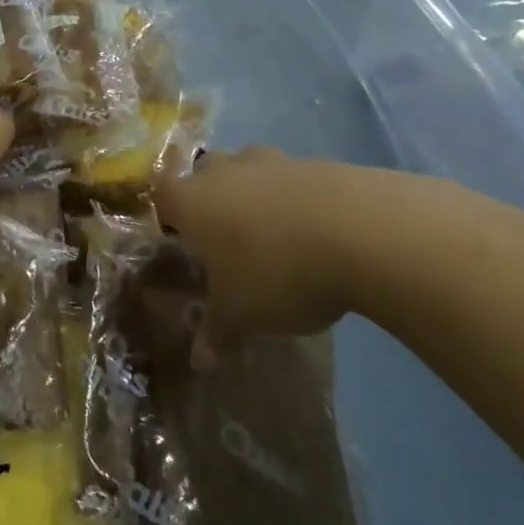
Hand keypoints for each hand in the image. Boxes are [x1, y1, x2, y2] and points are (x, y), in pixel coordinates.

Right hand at [157, 149, 480, 369]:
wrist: (361, 231)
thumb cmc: (276, 271)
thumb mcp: (240, 314)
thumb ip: (216, 333)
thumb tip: (199, 363)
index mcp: (191, 200)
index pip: (161, 197)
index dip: (168, 219)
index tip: (183, 246)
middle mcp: (224, 170)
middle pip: (204, 176)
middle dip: (211, 202)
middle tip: (226, 243)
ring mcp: (272, 160)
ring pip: (249, 172)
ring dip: (255, 197)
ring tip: (275, 240)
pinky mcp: (316, 163)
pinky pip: (292, 180)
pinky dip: (296, 201)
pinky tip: (316, 236)